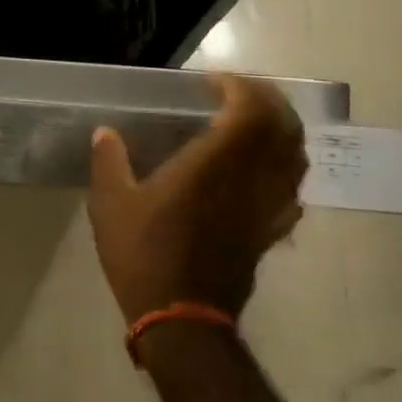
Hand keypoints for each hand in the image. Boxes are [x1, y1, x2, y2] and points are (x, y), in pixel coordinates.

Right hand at [87, 73, 306, 325]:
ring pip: (296, 156)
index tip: (210, 83)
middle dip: (266, 99)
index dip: (238, 86)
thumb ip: (109, 161)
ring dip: (281, 130)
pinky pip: (293, 190)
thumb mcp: (111, 204)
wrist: (181, 318)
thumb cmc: (144, 255)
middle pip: (284, 126)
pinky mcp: (271, 232)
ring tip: (253, 123)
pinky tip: (263, 172)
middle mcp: (251, 179)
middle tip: (236, 93)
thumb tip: (105, 132)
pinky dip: (285, 169)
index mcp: (214, 164)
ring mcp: (267, 207)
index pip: (249, 109)